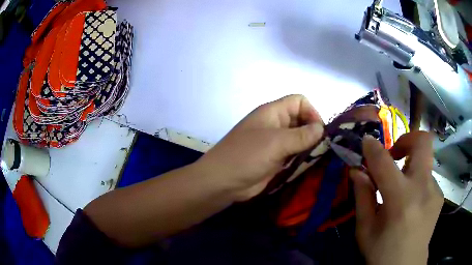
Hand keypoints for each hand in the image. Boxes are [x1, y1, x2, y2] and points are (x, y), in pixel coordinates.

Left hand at [196, 95, 323, 200]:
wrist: (223, 182)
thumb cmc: (246, 156)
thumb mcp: (276, 143)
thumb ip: (301, 135)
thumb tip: (321, 129)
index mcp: (273, 112)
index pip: (299, 101)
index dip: (311, 112)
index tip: (319, 132)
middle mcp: (276, 124)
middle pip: (301, 120)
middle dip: (313, 131)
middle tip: (321, 148)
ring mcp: (275, 143)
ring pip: (300, 138)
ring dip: (309, 147)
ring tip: (316, 158)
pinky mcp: (276, 159)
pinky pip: (294, 154)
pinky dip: (302, 158)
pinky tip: (307, 165)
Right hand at [350, 132, 443, 264]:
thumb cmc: (382, 252)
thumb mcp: (365, 229)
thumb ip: (363, 197)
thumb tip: (357, 171)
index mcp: (400, 200)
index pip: (384, 162)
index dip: (373, 147)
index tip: (366, 141)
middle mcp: (423, 188)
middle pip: (423, 142)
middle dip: (407, 139)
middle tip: (395, 154)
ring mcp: (435, 190)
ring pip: (425, 160)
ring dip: (410, 165)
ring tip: (401, 187)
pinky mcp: (439, 195)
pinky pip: (427, 177)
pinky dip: (417, 181)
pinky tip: (411, 201)